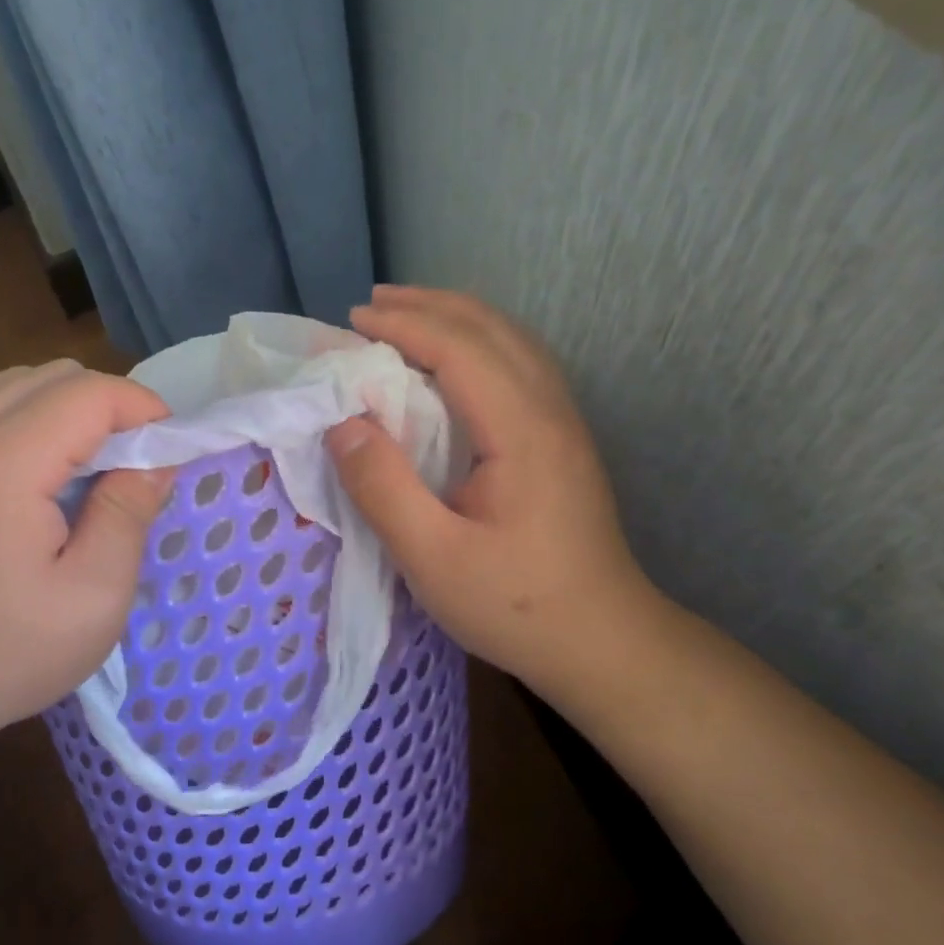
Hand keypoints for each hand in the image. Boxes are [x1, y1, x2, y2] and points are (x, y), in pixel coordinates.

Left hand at [0, 361, 172, 762]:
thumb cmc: (7, 652)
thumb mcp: (95, 597)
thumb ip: (129, 514)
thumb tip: (156, 460)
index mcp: (2, 465)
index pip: (89, 394)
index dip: (142, 408)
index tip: (168, 448)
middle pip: (51, 377)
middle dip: (106, 408)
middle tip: (130, 464)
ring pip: (12, 384)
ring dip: (62, 411)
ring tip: (81, 470)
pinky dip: (16, 419)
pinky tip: (26, 470)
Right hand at [325, 287, 656, 699]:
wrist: (602, 640)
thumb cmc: (514, 605)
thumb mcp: (432, 558)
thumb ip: (383, 487)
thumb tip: (341, 424)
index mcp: (521, 431)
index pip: (460, 349)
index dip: (404, 326)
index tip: (352, 320)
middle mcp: (551, 412)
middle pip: (492, 330)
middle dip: (430, 307)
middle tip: (372, 304)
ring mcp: (565, 425)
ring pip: (514, 343)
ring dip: (459, 318)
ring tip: (409, 316)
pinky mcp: (564, 443)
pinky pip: (522, 366)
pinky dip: (481, 344)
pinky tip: (458, 362)